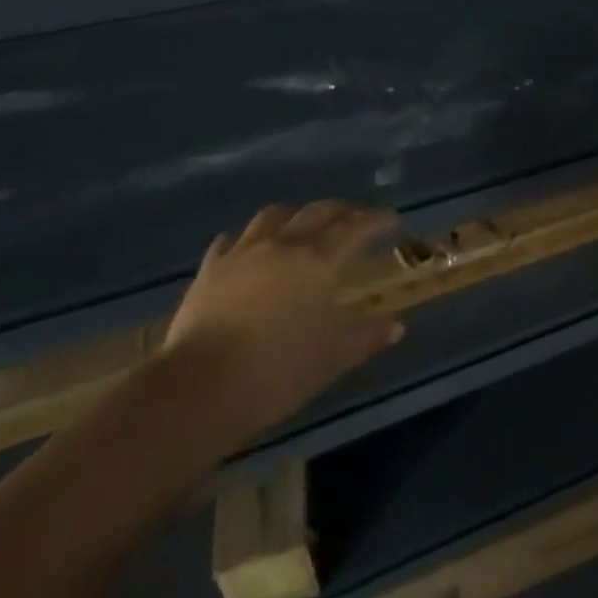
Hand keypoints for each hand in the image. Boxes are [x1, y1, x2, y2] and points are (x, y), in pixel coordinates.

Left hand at [161, 202, 403, 445]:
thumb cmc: (278, 371)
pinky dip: (248, 240)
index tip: (392, 221)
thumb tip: (396, 326)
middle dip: (342, 211)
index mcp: (319, 260)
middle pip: (318, 212)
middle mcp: (284, 244)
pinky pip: (232, 241)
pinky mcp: (211, 268)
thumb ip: (367, 336)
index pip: (357, 228)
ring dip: (295, 216)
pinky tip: (249, 250)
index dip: (377, 221)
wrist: (200, 387)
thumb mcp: (333, 357)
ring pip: (274, 216)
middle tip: (355, 219)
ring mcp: (243, 252)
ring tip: (302, 227)